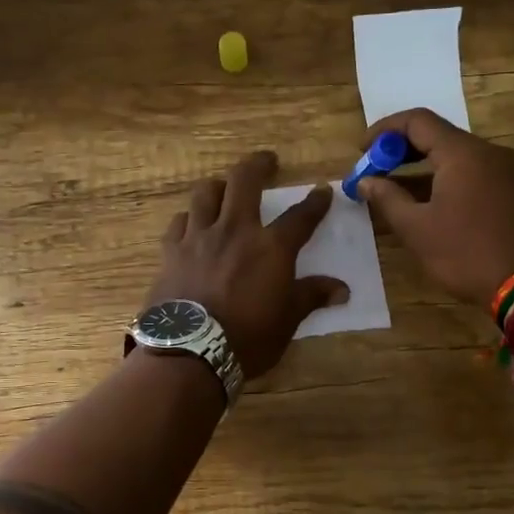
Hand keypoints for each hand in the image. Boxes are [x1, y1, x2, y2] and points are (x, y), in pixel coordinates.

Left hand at [146, 150, 348, 378]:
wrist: (190, 352)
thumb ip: (311, 296)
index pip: (300, 216)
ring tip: (224, 188)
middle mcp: (235, 231)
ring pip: (205, 193)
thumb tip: (342, 289)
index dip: (315, 202)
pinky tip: (191, 225)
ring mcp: (199, 237)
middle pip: (244, 180)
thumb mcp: (287, 320)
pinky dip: (188, 219)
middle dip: (258, 164)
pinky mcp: (171, 251)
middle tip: (267, 161)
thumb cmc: (247, 338)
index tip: (322, 191)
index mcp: (271, 247)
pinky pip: (179, 222)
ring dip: (218, 186)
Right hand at [358, 108, 513, 307]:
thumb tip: (366, 181)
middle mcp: (490, 152)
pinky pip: (475, 173)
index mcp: (463, 153)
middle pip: (439, 136)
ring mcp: (509, 171)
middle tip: (375, 171)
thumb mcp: (417, 230)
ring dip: (424, 168)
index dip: (384, 130)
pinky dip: (447, 179)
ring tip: (397, 192)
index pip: (417, 121)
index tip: (362, 151)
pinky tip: (433, 205)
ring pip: (458, 157)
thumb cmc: (467, 254)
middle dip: (402, 151)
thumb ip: (387, 199)